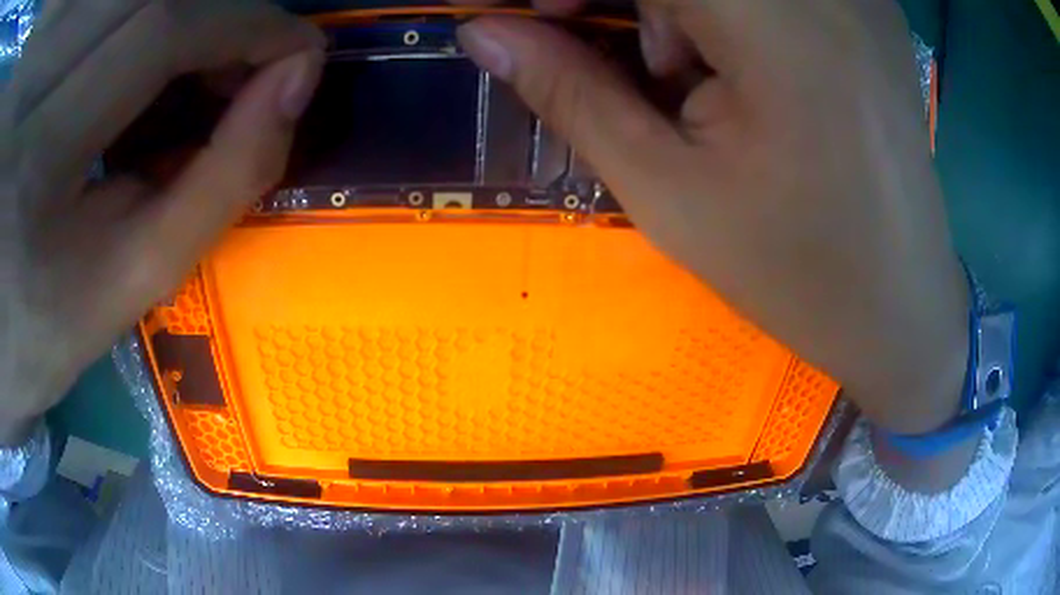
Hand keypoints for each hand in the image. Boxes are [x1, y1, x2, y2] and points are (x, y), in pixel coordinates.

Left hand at [0, 0, 324, 444]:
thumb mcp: (130, 282)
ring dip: (194, 39)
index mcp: (44, 152)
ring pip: (132, 17)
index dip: (246, 24)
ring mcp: (45, 77)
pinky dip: (157, 52)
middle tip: (258, 78)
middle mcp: (45, 87)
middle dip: (225, 28)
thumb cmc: (48, 335)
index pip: (158, 35)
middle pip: (151, 9)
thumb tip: (288, 93)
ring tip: (214, 89)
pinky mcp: (45, 81)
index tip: (304, 53)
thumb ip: (214, 186)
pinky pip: (111, 39)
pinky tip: (162, 95)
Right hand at [456, 1, 968, 433]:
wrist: (904, 309)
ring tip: (702, 84)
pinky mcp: (869, 8)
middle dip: (628, 3)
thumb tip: (482, 32)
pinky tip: (749, 71)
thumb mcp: (669, 190)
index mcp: (777, 20)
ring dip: (682, 11)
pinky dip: (732, 12)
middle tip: (632, 65)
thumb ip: (569, 90)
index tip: (541, 20)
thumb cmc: (797, 272)